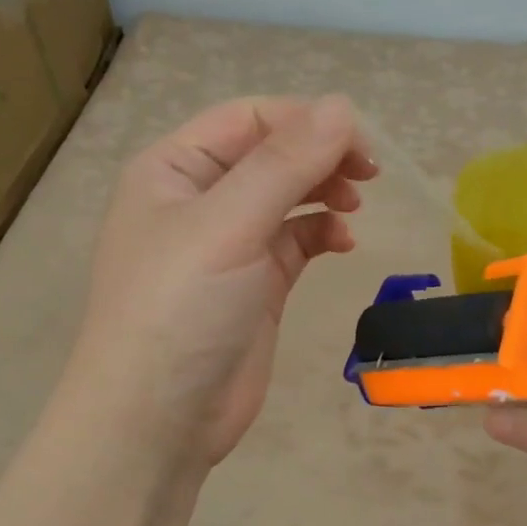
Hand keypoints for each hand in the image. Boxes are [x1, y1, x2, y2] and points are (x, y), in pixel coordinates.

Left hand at [68, 95, 374, 476]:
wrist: (157, 420)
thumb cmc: (179, 310)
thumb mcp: (228, 226)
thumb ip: (285, 164)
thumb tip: (342, 105)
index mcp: (174, 169)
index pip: (249, 119)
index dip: (305, 122)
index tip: (359, 146)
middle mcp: (199, 199)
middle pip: (271, 154)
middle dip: (320, 156)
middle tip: (368, 174)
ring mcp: (228, 245)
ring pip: (287, 197)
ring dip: (324, 192)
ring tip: (353, 205)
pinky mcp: (254, 285)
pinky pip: (295, 241)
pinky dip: (321, 233)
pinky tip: (342, 243)